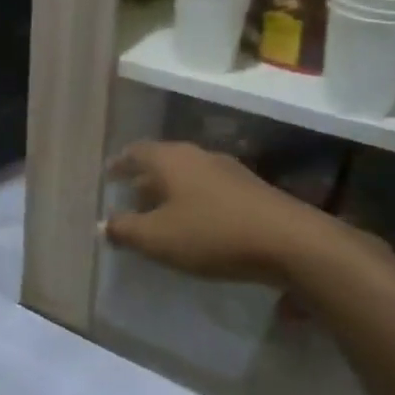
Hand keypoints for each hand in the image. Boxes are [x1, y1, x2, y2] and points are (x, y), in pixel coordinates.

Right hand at [104, 141, 344, 283]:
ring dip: (171, 191)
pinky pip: (210, 189)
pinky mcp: (252, 190)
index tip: (109, 176)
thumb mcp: (157, 238)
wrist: (292, 242)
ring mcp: (228, 170)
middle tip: (130, 197)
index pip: (135, 152)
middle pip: (162, 162)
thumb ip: (124, 230)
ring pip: (188, 176)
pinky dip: (195, 201)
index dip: (119, 164)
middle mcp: (197, 155)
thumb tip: (102, 225)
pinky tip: (196, 224)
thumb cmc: (212, 234)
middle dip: (144, 179)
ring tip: (161, 213)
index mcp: (170, 159)